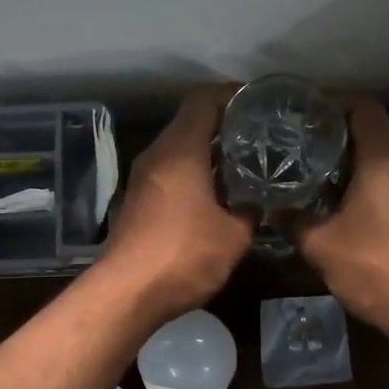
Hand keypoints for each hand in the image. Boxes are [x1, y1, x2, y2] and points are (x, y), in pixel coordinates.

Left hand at [100, 87, 254, 318]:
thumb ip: (251, 210)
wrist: (127, 293)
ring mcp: (143, 179)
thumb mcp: (234, 235)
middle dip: (225, 126)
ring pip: (179, 150)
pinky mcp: (138, 201)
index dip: (231, 96)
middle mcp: (157, 155)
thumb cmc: (184, 255)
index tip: (258, 103)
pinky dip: (193, 174)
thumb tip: (260, 201)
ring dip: (208, 153)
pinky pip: (170, 173)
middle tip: (260, 136)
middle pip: (190, 123)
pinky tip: (217, 194)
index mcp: (180, 149)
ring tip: (244, 164)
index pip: (203, 101)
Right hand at [295, 98, 388, 338]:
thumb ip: (293, 219)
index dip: (333, 102)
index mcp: (384, 162)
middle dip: (330, 132)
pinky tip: (326, 202)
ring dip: (341, 161)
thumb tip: (271, 206)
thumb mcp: (321, 245)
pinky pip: (381, 182)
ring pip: (375, 160)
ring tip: (302, 168)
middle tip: (291, 140)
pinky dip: (354, 183)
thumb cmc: (377, 268)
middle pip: (368, 132)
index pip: (364, 109)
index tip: (300, 110)